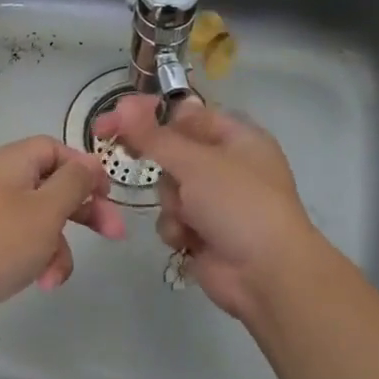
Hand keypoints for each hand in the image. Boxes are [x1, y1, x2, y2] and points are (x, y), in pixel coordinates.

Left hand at [0, 135, 125, 345]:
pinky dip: (35, 262)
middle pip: (51, 187)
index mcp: (10, 164)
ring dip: (58, 248)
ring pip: (39, 223)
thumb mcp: (46, 209)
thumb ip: (74, 183)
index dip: (84, 167)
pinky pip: (19, 247)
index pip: (53, 149)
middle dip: (83, 211)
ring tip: (56, 275)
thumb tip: (91, 161)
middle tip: (114, 233)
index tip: (108, 193)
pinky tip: (40, 284)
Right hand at [95, 95, 322, 321]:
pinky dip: (177, 229)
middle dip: (163, 168)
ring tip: (189, 217)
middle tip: (128, 155)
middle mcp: (227, 165)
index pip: (186, 115)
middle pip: (173, 153)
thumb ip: (154, 136)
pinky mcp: (204, 232)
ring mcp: (216, 201)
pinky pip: (173, 219)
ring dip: (172, 203)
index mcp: (237, 137)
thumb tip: (123, 105)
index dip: (149, 116)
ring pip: (169, 189)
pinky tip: (190, 240)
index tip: (112, 121)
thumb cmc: (238, 204)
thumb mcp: (196, 162)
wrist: (266, 273)